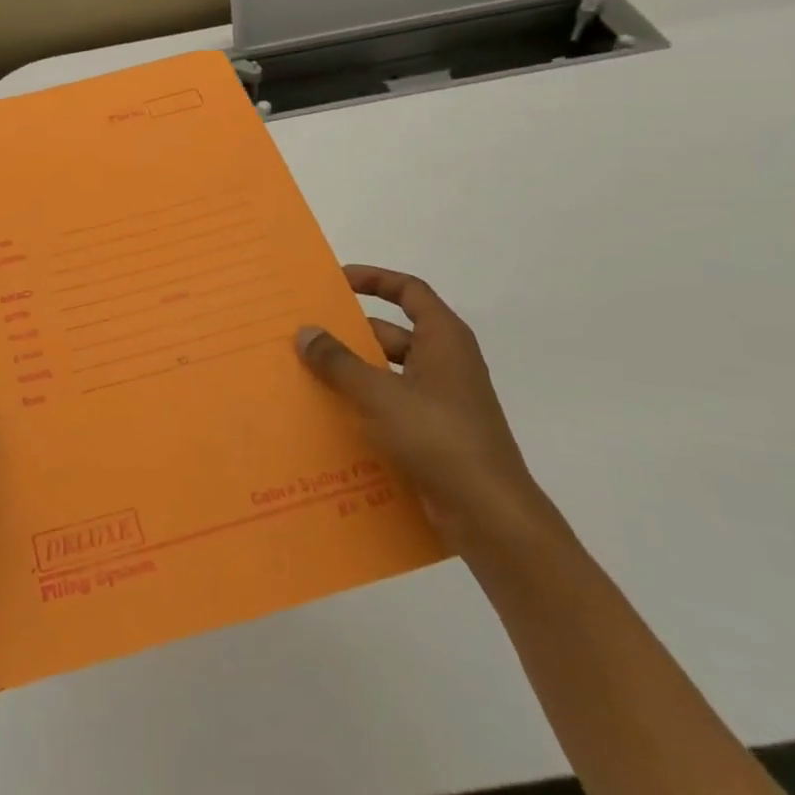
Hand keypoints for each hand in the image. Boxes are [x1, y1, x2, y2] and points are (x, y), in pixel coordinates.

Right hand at [296, 266, 550, 556]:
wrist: (489, 515)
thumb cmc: (438, 437)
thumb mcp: (380, 394)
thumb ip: (339, 362)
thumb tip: (305, 332)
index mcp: (443, 339)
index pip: (409, 292)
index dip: (374, 279)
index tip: (335, 281)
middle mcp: (445, 364)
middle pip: (391, 334)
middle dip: (349, 335)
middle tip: (304, 337)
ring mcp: (441, 402)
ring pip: (388, 374)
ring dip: (352, 375)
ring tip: (305, 377)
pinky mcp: (434, 436)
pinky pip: (391, 409)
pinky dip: (363, 407)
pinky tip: (328, 419)